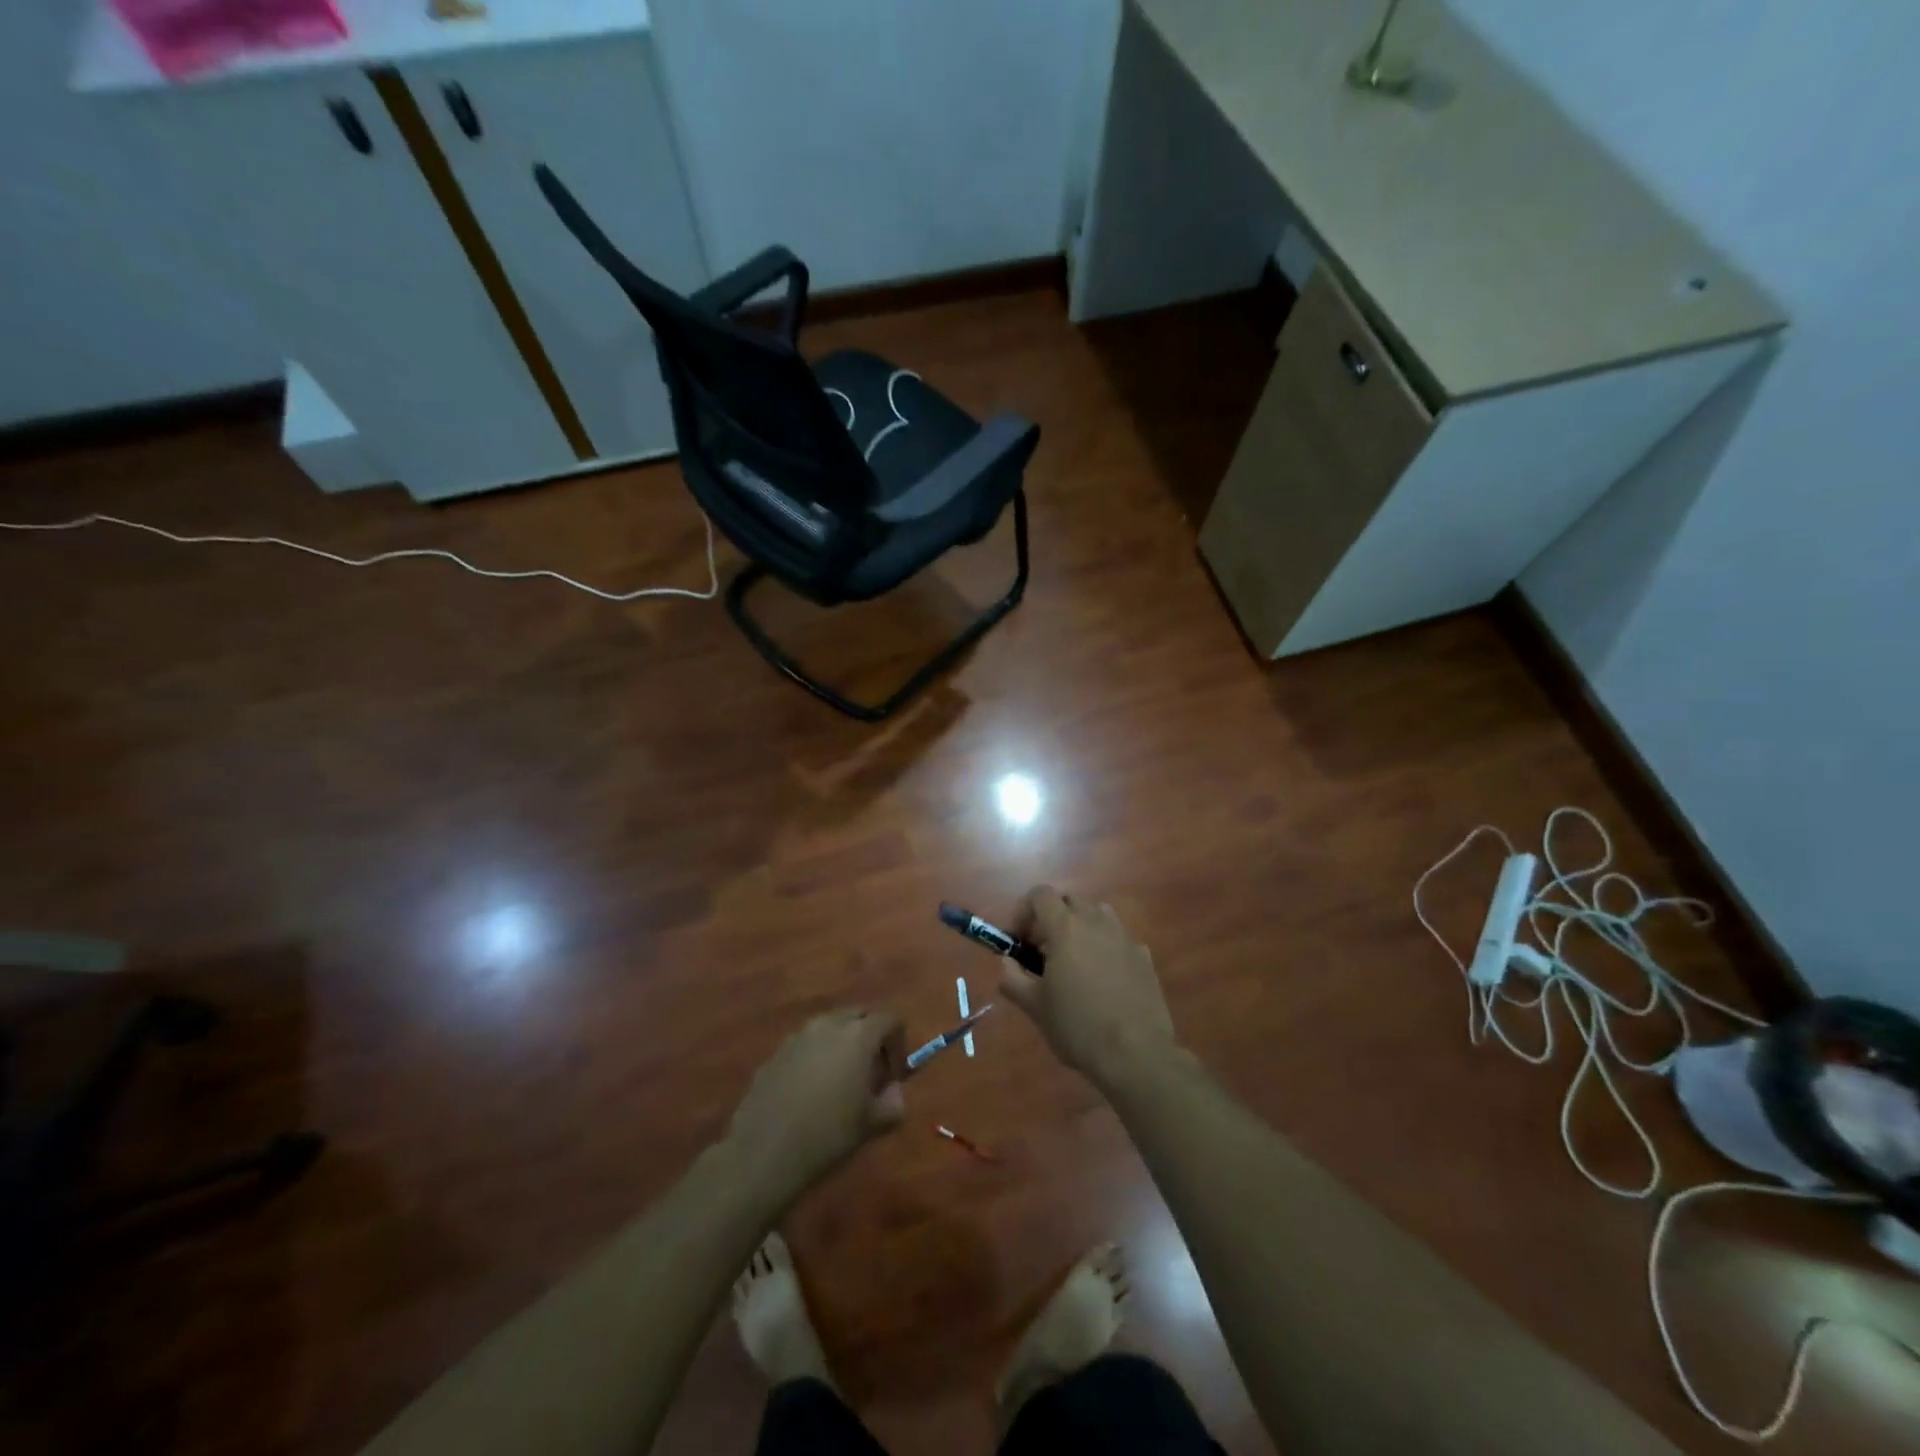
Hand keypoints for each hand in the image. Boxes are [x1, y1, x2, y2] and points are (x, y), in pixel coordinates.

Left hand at [727, 1009, 905, 1202]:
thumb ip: (893, 1103)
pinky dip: (816, 1056)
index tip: (895, 1074)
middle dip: (870, 1036)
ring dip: (842, 1044)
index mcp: (858, 1035)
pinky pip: (806, 1044)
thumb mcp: (871, 1124)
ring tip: (840, 1081)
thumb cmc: (828, 1134)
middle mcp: (829, 1025)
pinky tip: (810, 1091)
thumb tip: (893, 1092)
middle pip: (859, 1015)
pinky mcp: (776, 1052)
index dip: (899, 1043)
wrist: (764, 1151)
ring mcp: (798, 1036)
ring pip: (830, 1027)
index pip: (890, 1019)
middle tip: (871, 1071)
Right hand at [1000, 886, 1177, 1091]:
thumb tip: (1008, 963)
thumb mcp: (1034, 1006)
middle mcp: (1096, 921)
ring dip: (1081, 928)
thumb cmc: (1077, 1026)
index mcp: (1065, 927)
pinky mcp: (1144, 956)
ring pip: (1097, 915)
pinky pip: (1118, 939)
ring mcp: (1124, 937)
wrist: (1136, 1053)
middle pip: (1069, 901)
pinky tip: (1104, 982)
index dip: (1024, 912)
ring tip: (1074, 963)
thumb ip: (1013, 978)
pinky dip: (1105, 948)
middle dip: (1052, 919)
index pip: (1040, 895)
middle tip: (1043, 953)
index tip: (1020, 942)